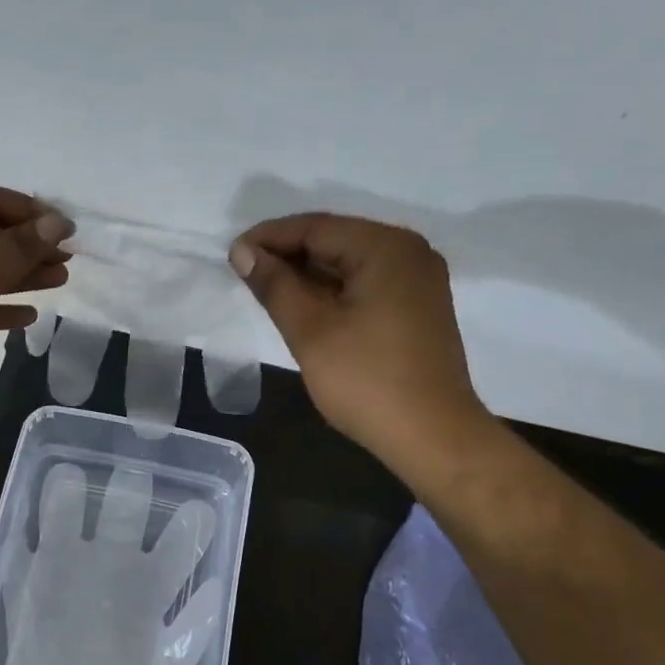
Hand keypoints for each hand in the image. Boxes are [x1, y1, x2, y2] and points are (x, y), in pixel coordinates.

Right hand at [230, 212, 494, 464]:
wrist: (432, 436)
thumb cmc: (366, 381)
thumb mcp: (310, 330)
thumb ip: (275, 285)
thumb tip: (243, 252)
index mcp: (386, 248)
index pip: (316, 227)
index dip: (269, 238)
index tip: (232, 255)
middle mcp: (409, 253)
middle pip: (336, 241)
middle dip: (288, 255)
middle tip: (245, 275)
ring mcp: (418, 281)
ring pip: (350, 264)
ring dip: (308, 275)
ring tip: (267, 292)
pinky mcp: (418, 308)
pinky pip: (366, 285)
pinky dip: (333, 292)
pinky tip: (305, 308)